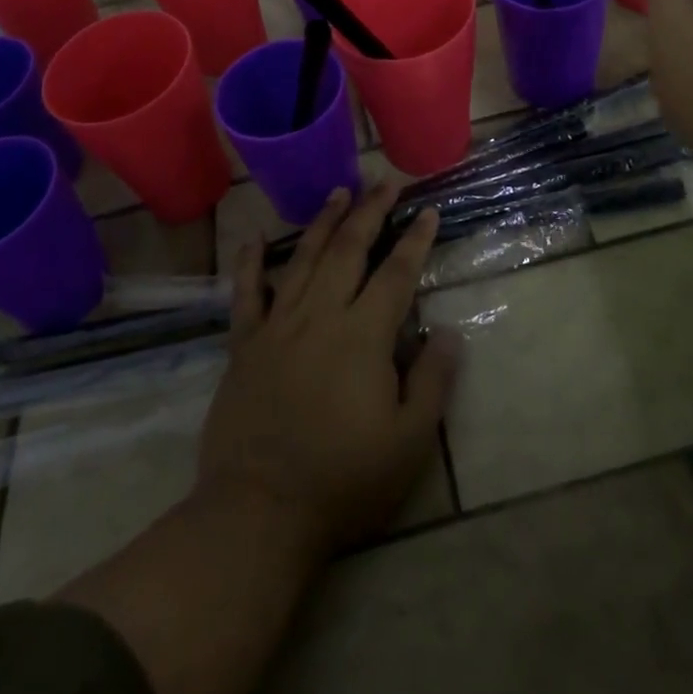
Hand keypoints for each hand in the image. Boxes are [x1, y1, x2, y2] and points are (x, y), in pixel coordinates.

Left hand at [197, 185, 461, 559]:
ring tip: (339, 192)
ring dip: (323, 222)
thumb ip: (433, 381)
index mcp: (363, 335)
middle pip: (348, 250)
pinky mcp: (244, 344)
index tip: (427, 210)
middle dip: (370, 212)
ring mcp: (278, 325)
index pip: (396, 273)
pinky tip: (253, 239)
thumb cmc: (343, 479)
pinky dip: (249, 263)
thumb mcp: (409, 442)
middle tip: (384, 182)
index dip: (414, 240)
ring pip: (302, 258)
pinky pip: (246, 293)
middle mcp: (320, 315)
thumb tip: (448, 331)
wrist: (259, 511)